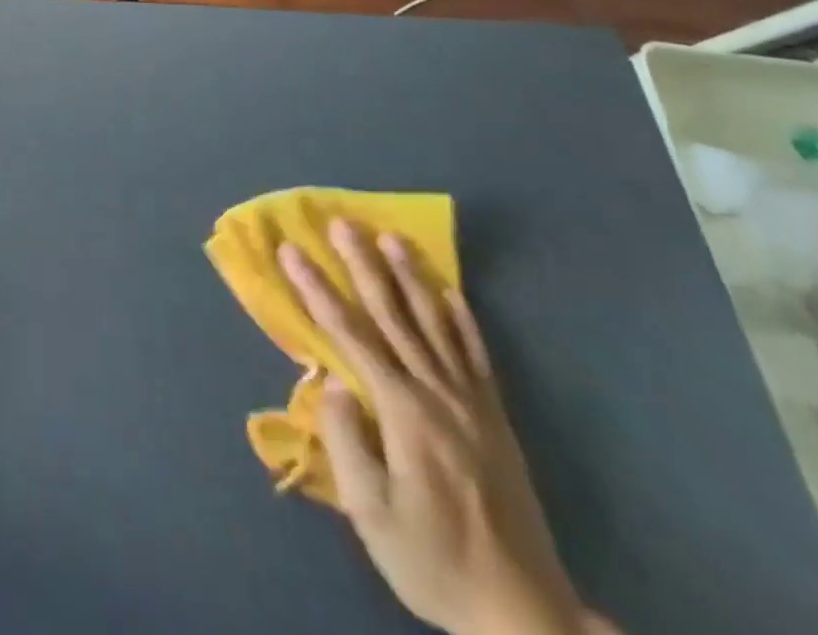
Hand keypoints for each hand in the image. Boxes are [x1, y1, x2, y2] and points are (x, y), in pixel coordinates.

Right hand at [280, 221, 613, 634]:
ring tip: (392, 238)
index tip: (291, 251)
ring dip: (411, 277)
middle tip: (342, 222)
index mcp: (404, 413)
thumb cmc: (433, 561)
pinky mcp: (496, 420)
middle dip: (363, 265)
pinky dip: (462, 318)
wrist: (526, 619)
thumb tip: (333, 383)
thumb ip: (346, 440)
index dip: (317, 289)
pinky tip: (450, 292)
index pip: (350, 335)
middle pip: (394, 316)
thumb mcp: (371, 513)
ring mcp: (473, 405)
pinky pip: (477, 355)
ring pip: (436, 324)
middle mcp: (439, 395)